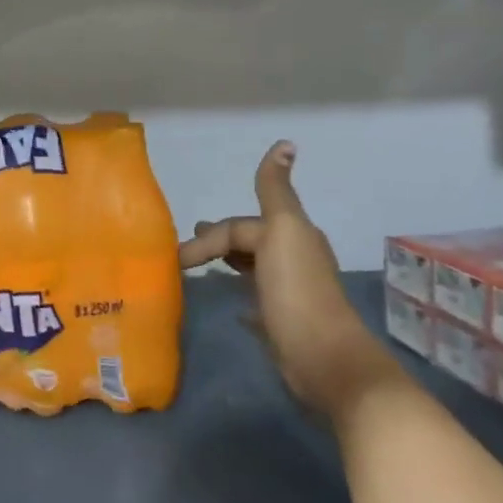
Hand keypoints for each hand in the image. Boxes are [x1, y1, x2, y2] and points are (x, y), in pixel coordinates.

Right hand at [179, 142, 394, 420]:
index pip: (239, 227)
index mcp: (291, 235)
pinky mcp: (285, 324)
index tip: (177, 259)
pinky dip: (241, 295)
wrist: (324, 359)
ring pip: (252, 268)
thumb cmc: (297, 291)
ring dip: (229, 263)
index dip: (208, 238)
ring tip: (201, 269)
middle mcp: (293, 259)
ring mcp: (290, 293)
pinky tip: (231, 305)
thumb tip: (286, 142)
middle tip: (187, 249)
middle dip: (219, 239)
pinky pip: (256, 300)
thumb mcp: (283, 232)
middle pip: (248, 241)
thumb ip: (275, 191)